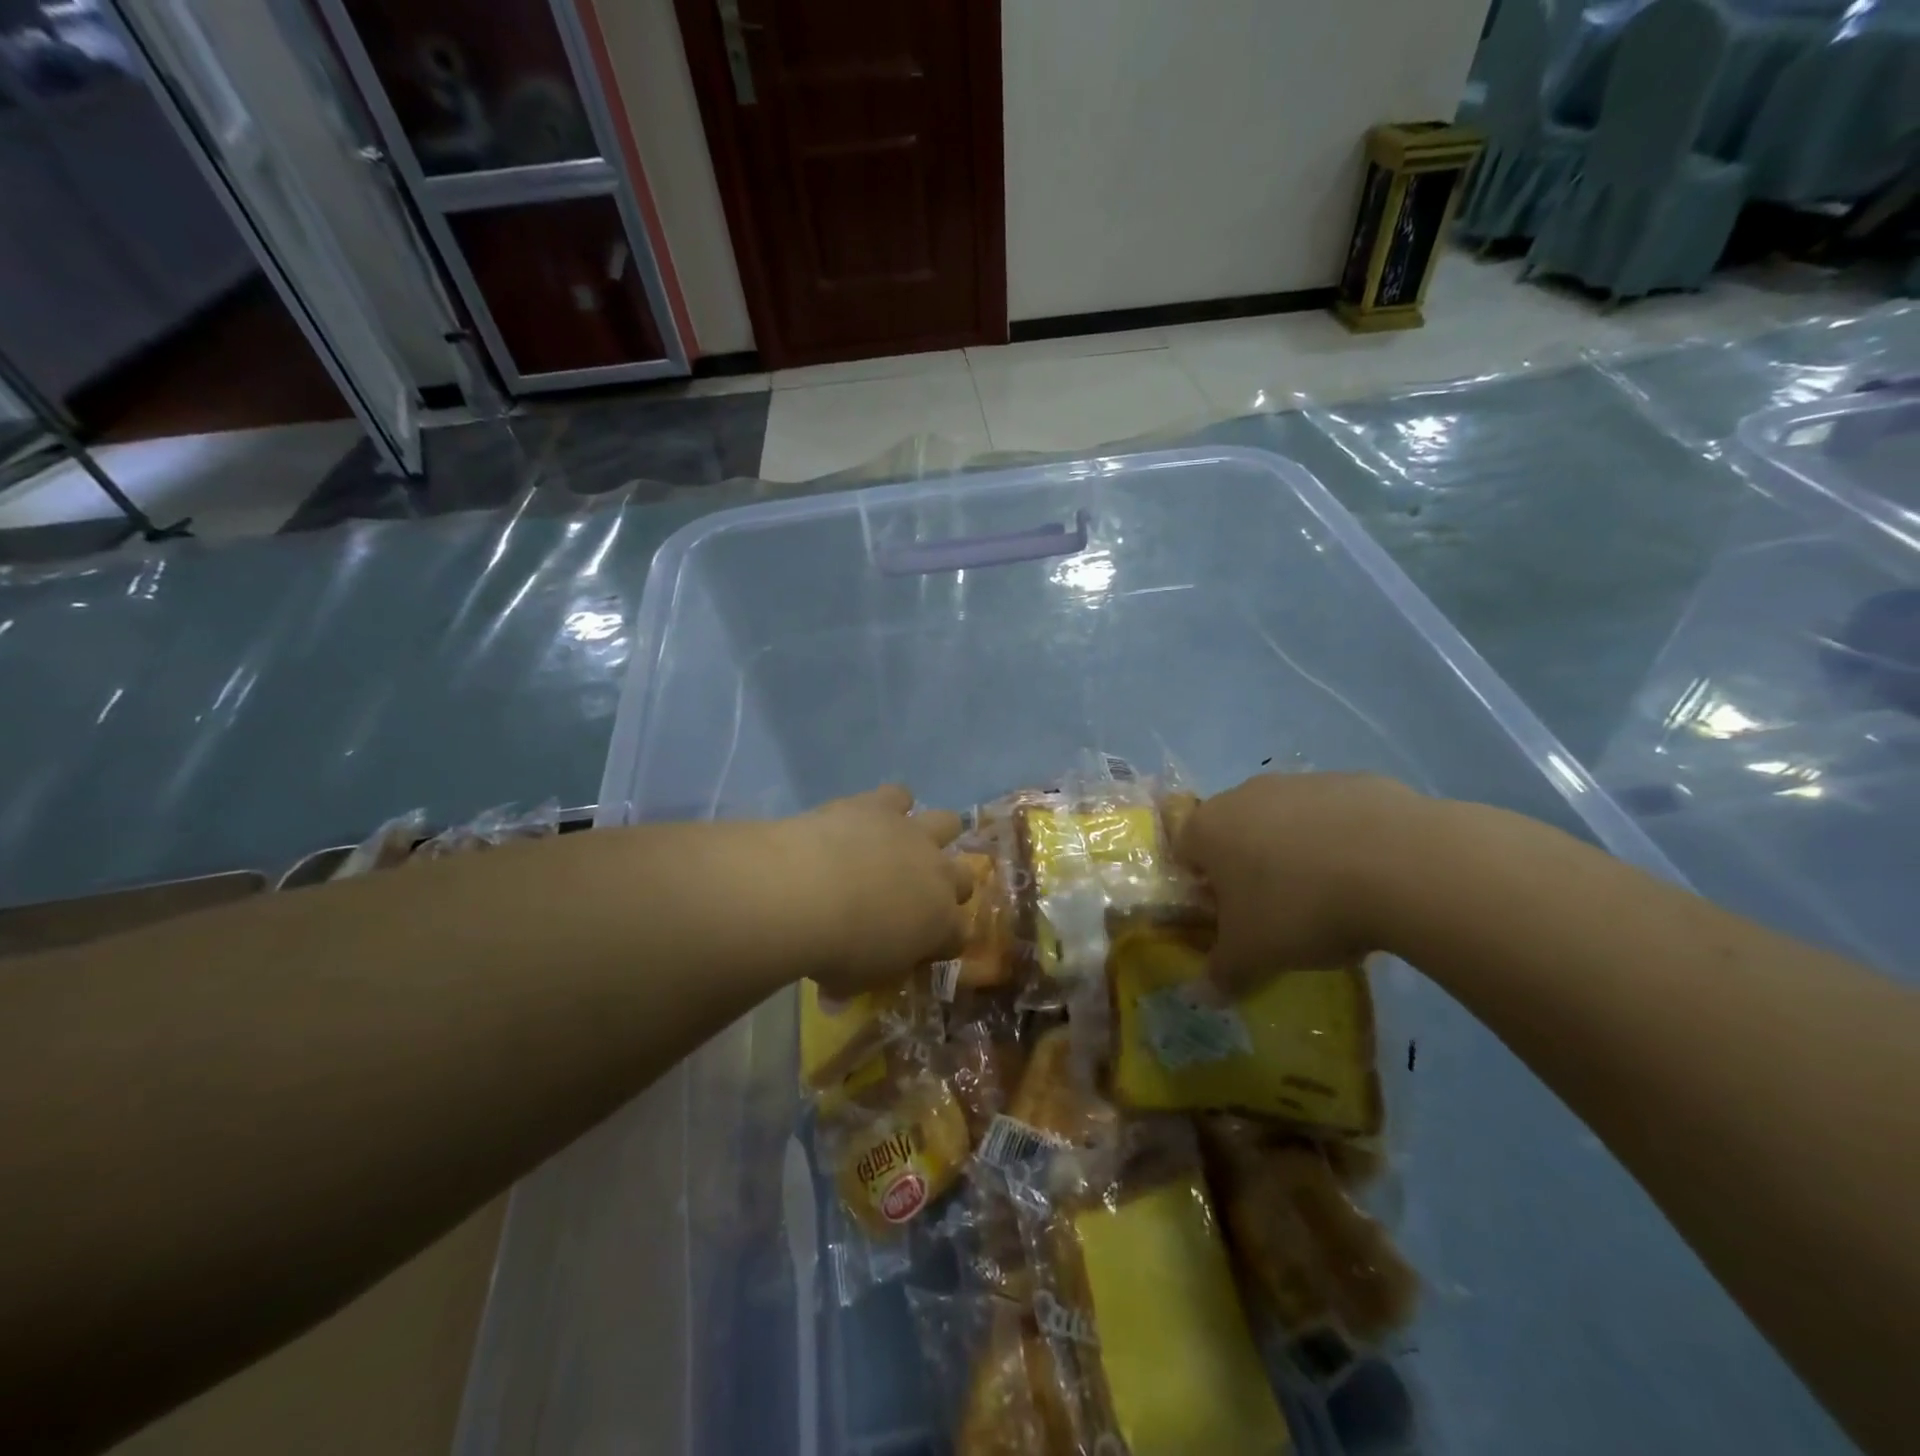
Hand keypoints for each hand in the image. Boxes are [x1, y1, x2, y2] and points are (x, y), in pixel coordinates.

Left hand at [779, 786, 972, 998]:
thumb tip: (835, 996)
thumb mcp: (850, 981)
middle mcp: (939, 876)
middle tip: (915, 896)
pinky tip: (871, 815)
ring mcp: (914, 834)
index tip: (921, 948)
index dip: (943, 942)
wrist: (807, 892)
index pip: (959, 936)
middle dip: (947, 887)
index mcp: (940, 926)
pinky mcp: (882, 805)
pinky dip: (890, 804)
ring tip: (906, 843)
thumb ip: (855, 982)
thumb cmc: (835, 950)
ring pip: (948, 822)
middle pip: (965, 878)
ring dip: (933, 833)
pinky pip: (899, 795)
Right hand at [1173, 773, 1427, 993]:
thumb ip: (1222, 973)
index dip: (1201, 887)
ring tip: (1331, 896)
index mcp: (1209, 828)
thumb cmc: (1300, 907)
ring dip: (1296, 852)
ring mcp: (1303, 782)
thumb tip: (1203, 995)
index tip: (1229, 918)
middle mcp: (1247, 794)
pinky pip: (1336, 816)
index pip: (1185, 851)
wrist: (1401, 864)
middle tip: (1277, 911)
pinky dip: (1344, 841)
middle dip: (1248, 867)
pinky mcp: (1356, 781)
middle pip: (1235, 832)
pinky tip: (1372, 876)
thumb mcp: (1254, 955)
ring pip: (1286, 820)